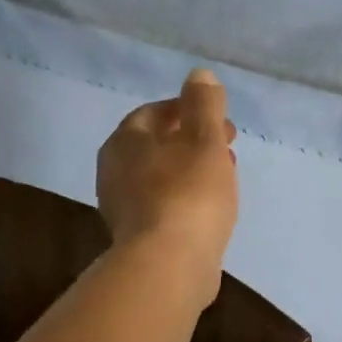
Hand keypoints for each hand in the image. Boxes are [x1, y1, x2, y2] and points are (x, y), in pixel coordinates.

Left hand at [97, 68, 238, 310]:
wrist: (168, 267)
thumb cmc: (188, 195)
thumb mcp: (205, 140)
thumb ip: (204, 105)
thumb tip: (199, 74)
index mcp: (125, 142)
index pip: (154, 113)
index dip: (188, 110)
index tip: (219, 119)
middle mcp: (114, 172)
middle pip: (156, 146)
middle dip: (192, 141)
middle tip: (227, 146)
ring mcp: (123, 209)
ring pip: (162, 177)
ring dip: (192, 171)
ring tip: (225, 177)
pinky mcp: (137, 239)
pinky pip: (165, 206)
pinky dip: (187, 199)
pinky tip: (211, 209)